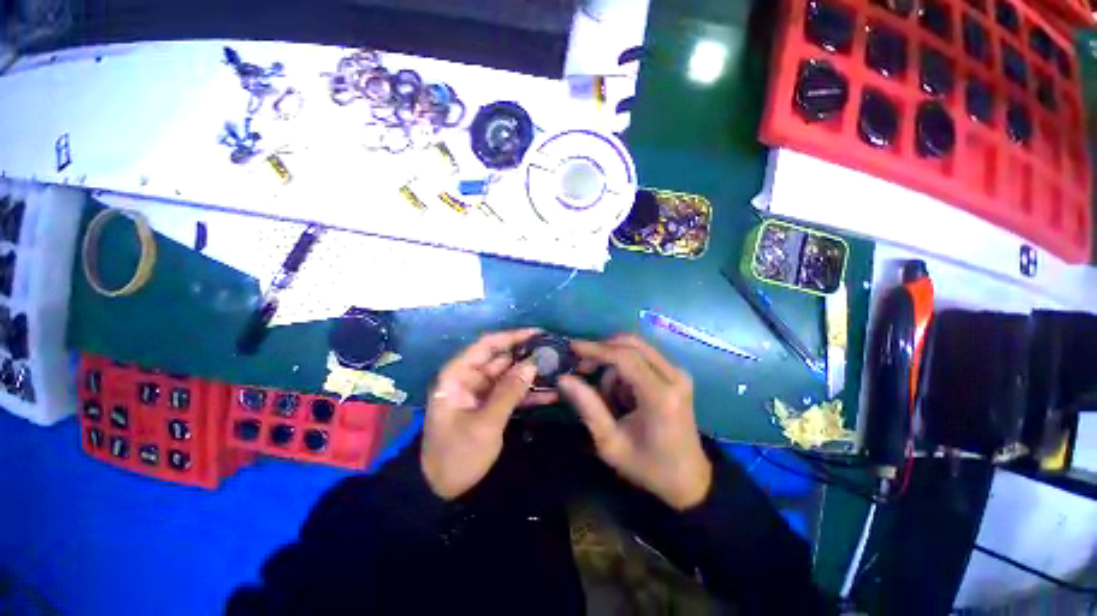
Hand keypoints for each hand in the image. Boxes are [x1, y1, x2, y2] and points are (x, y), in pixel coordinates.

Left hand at [421, 329, 554, 499]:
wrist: (440, 491)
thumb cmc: (456, 455)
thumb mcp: (484, 424)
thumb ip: (509, 392)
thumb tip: (532, 364)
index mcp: (458, 375)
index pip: (486, 345)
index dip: (512, 336)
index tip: (538, 334)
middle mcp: (469, 378)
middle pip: (501, 359)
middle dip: (527, 356)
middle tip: (555, 353)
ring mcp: (480, 393)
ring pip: (509, 376)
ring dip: (531, 375)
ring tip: (558, 370)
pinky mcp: (489, 406)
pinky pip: (511, 393)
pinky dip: (528, 393)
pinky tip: (551, 393)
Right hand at [559, 335, 711, 510]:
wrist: (688, 479)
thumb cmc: (647, 467)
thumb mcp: (610, 442)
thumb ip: (587, 407)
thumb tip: (564, 379)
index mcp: (660, 396)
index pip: (624, 358)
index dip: (596, 349)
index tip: (573, 347)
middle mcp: (674, 378)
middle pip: (632, 344)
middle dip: (603, 350)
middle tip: (583, 367)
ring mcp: (679, 374)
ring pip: (637, 348)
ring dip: (614, 363)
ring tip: (606, 395)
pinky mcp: (678, 375)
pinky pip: (644, 357)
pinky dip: (626, 368)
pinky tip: (622, 393)